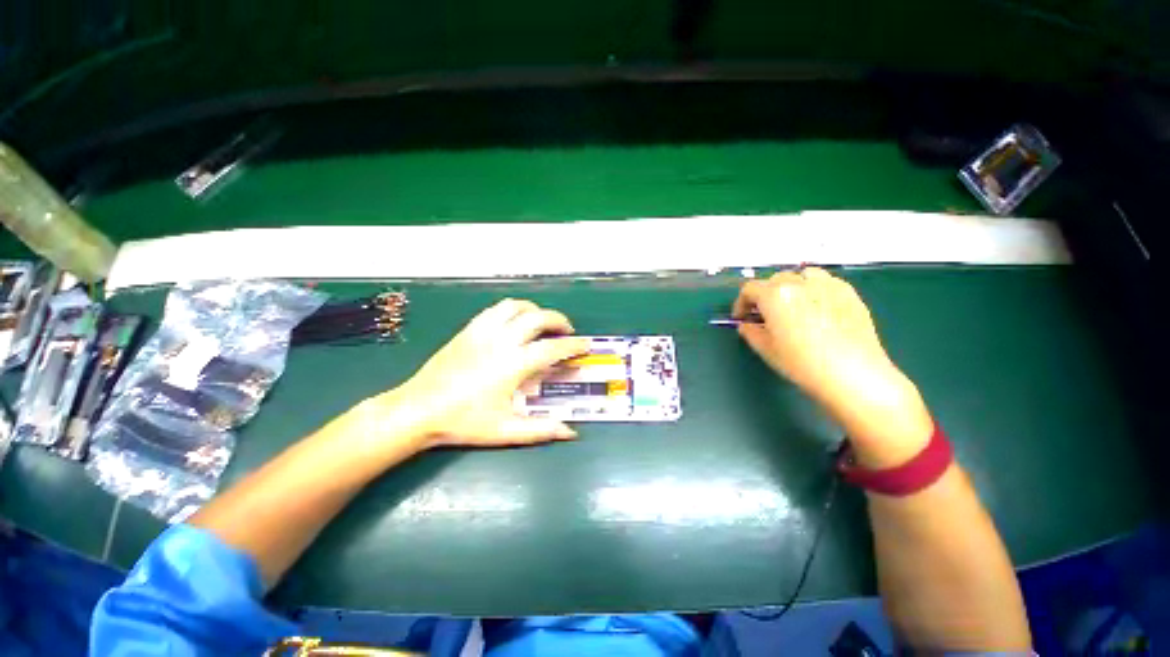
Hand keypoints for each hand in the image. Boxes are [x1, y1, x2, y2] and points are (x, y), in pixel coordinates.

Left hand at [374, 299, 589, 448]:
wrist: (419, 410)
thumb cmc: (463, 422)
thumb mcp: (505, 431)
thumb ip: (541, 430)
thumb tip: (571, 432)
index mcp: (513, 364)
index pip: (553, 348)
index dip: (573, 345)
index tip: (586, 345)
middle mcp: (502, 341)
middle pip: (538, 318)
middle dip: (559, 320)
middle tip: (567, 331)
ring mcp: (483, 332)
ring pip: (516, 307)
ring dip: (535, 311)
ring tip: (543, 322)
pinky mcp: (469, 329)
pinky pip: (495, 310)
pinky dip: (512, 309)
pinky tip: (515, 321)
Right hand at [734, 268, 932, 466]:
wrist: (853, 376)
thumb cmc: (802, 364)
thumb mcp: (766, 350)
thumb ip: (751, 332)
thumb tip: (746, 325)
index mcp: (775, 295)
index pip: (749, 289)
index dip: (741, 303)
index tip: (742, 318)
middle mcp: (799, 283)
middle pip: (775, 280)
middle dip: (765, 295)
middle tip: (765, 315)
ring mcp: (828, 285)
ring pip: (802, 275)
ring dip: (791, 287)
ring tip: (793, 307)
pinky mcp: (849, 293)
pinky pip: (825, 282)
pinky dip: (814, 290)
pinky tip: (817, 310)